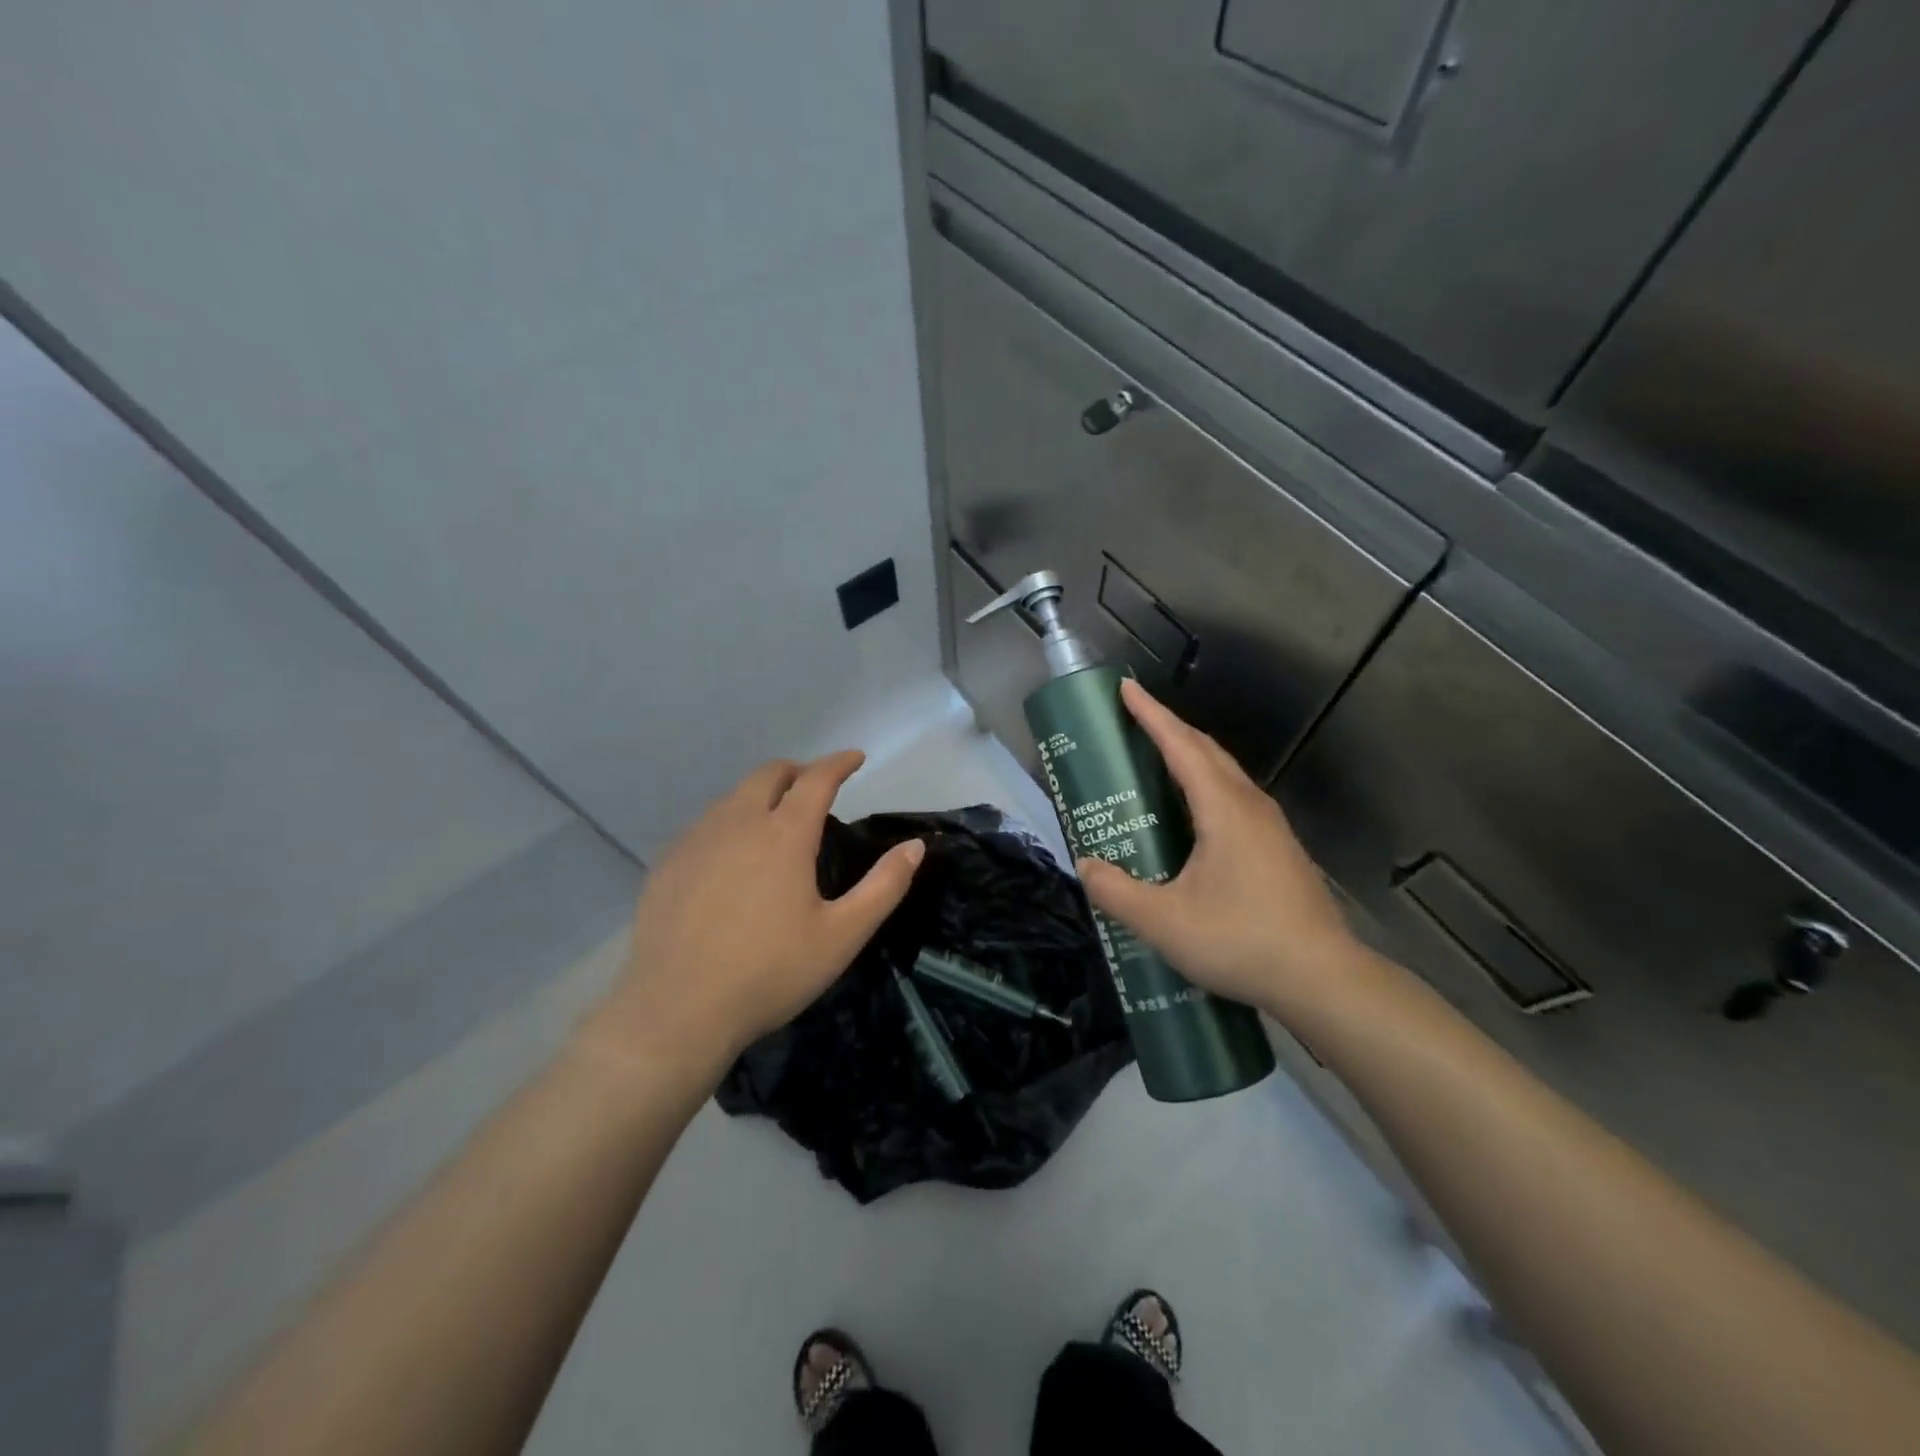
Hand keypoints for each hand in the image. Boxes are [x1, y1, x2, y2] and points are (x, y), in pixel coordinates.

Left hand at [589, 752, 923, 1072]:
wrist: (676, 1010)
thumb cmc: (769, 972)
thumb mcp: (842, 935)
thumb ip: (884, 886)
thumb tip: (914, 846)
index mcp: (784, 834)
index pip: (817, 778)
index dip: (839, 762)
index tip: (855, 757)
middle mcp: (737, 822)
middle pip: (769, 774)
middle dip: (798, 771)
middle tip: (815, 789)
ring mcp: (695, 840)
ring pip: (733, 797)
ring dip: (761, 795)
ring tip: (775, 823)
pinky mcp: (666, 863)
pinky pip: (704, 825)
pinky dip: (729, 823)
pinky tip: (730, 858)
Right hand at [1076, 680, 1360, 1017]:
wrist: (1323, 980)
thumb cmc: (1242, 942)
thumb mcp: (1164, 922)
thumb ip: (1117, 892)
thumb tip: (1086, 865)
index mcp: (1224, 809)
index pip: (1182, 746)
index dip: (1152, 715)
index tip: (1126, 688)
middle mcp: (1251, 806)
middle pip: (1206, 751)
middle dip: (1169, 728)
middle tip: (1133, 720)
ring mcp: (1270, 827)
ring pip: (1224, 774)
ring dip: (1189, 755)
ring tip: (1155, 759)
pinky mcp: (1278, 849)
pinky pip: (1234, 797)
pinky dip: (1204, 784)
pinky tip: (1190, 813)